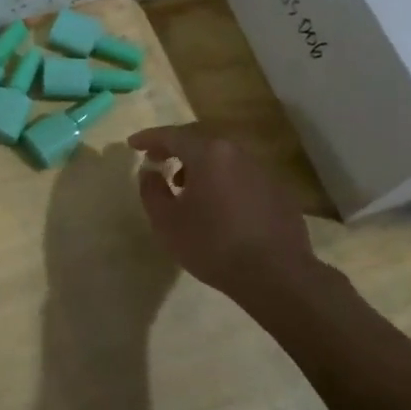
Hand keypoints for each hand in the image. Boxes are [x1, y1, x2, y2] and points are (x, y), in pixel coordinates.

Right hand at [127, 125, 318, 294]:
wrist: (276, 274)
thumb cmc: (212, 245)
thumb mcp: (166, 222)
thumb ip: (151, 190)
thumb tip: (149, 172)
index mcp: (208, 154)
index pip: (172, 135)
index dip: (149, 138)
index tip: (132, 144)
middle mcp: (237, 153)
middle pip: (200, 142)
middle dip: (175, 149)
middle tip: (158, 162)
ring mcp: (262, 171)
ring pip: (223, 159)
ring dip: (200, 167)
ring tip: (186, 189)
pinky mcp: (278, 192)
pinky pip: (241, 177)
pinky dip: (223, 182)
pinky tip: (218, 207)